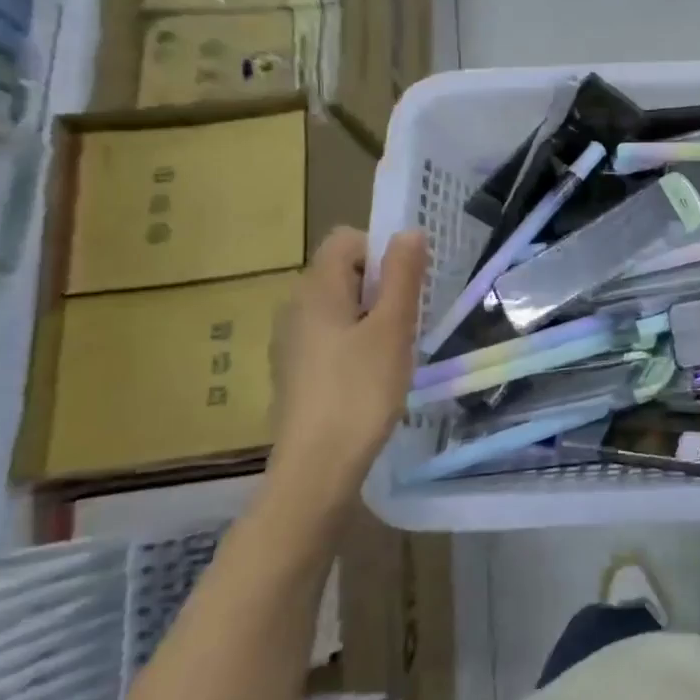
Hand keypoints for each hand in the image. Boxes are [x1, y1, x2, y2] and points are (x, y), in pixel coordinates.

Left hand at [268, 226, 427, 501]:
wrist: (317, 468)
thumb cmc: (360, 391)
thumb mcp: (393, 328)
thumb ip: (402, 275)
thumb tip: (408, 231)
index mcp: (316, 290)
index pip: (347, 240)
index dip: (381, 251)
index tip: (407, 286)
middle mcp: (295, 307)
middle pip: (343, 271)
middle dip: (381, 285)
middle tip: (407, 320)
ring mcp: (291, 341)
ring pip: (340, 305)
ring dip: (372, 315)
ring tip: (394, 349)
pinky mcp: (296, 370)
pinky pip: (330, 335)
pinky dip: (356, 341)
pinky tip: (372, 375)